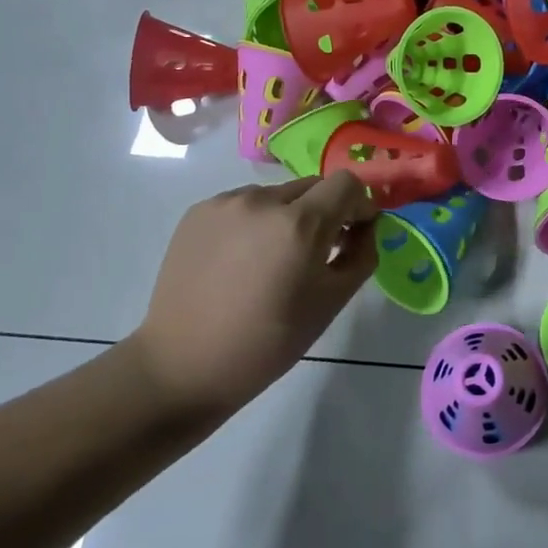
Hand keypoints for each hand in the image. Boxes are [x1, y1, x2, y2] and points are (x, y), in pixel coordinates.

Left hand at [126, 173, 378, 417]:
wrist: (183, 365)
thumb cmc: (268, 342)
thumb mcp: (332, 302)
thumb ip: (361, 255)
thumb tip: (365, 228)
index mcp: (300, 224)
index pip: (347, 183)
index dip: (359, 204)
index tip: (353, 233)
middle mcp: (262, 200)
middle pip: (312, 186)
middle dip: (324, 211)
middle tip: (315, 252)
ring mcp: (225, 203)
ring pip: (276, 195)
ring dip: (287, 216)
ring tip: (272, 260)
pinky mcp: (197, 212)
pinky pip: (243, 204)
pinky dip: (254, 222)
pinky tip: (240, 261)